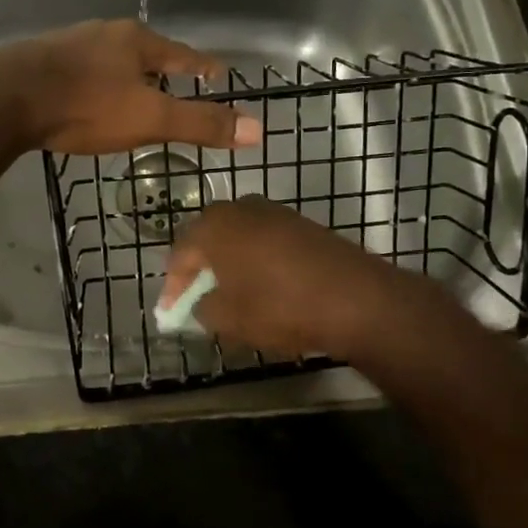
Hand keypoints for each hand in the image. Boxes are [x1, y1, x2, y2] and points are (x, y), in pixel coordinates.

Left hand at [0, 20, 261, 154]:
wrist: (7, 98)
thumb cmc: (87, 106)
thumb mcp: (151, 119)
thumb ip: (201, 124)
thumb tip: (258, 129)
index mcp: (136, 41)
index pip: (182, 53)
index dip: (201, 65)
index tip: (218, 71)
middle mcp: (104, 34)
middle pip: (143, 51)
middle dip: (160, 67)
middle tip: (173, 83)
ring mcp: (69, 44)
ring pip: (108, 59)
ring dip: (124, 74)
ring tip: (132, 92)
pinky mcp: (40, 60)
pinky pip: (79, 70)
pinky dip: (93, 82)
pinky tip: (86, 96)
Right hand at [159, 197, 403, 359]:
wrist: (356, 299)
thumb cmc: (279, 306)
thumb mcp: (228, 319)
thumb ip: (202, 309)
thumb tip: (201, 303)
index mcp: (215, 225)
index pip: (180, 253)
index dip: (173, 286)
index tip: (171, 312)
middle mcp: (241, 208)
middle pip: (208, 238)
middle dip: (200, 269)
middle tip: (196, 298)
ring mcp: (276, 213)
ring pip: (239, 238)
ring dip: (229, 263)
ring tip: (230, 295)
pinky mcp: (303, 224)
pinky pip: (266, 241)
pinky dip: (257, 261)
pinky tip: (263, 287)